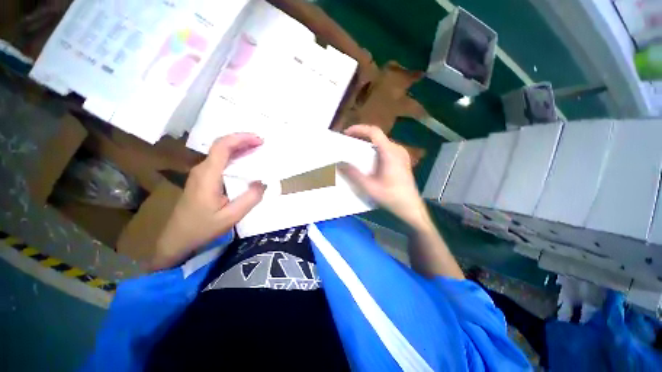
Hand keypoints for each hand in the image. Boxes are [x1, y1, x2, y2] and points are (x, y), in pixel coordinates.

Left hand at [151, 133, 265, 269]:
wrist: (177, 238)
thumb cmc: (202, 228)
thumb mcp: (231, 217)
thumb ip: (250, 199)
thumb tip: (262, 183)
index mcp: (208, 176)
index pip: (222, 147)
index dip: (241, 139)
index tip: (259, 140)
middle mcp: (202, 169)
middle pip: (221, 146)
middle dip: (242, 141)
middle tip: (262, 143)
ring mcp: (200, 173)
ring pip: (220, 153)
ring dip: (239, 147)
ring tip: (257, 149)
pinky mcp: (202, 179)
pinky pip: (219, 161)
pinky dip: (234, 157)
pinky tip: (244, 161)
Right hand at [340, 125, 430, 229]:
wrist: (411, 207)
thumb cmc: (391, 197)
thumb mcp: (369, 187)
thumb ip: (353, 174)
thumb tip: (339, 164)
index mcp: (390, 152)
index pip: (374, 132)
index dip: (359, 129)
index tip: (346, 133)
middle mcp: (397, 149)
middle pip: (377, 136)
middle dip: (361, 137)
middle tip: (348, 143)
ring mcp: (401, 154)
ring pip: (381, 142)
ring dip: (368, 144)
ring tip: (355, 150)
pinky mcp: (401, 160)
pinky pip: (385, 149)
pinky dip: (374, 150)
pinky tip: (368, 160)